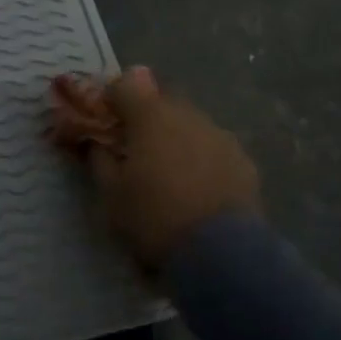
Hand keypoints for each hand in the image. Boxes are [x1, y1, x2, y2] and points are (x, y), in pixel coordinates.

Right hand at [52, 66, 259, 273]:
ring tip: (168, 171)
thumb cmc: (154, 218)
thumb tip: (97, 144)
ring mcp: (220, 135)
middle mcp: (187, 115)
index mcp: (150, 116)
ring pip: (189, 123)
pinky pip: (212, 146)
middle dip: (144, 118)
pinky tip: (196, 186)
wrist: (220, 253)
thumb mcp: (111, 195)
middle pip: (160, 102)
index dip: (110, 99)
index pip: (124, 86)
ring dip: (174, 137)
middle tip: (134, 148)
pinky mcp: (243, 159)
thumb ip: (99, 160)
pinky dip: (200, 157)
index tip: (103, 121)